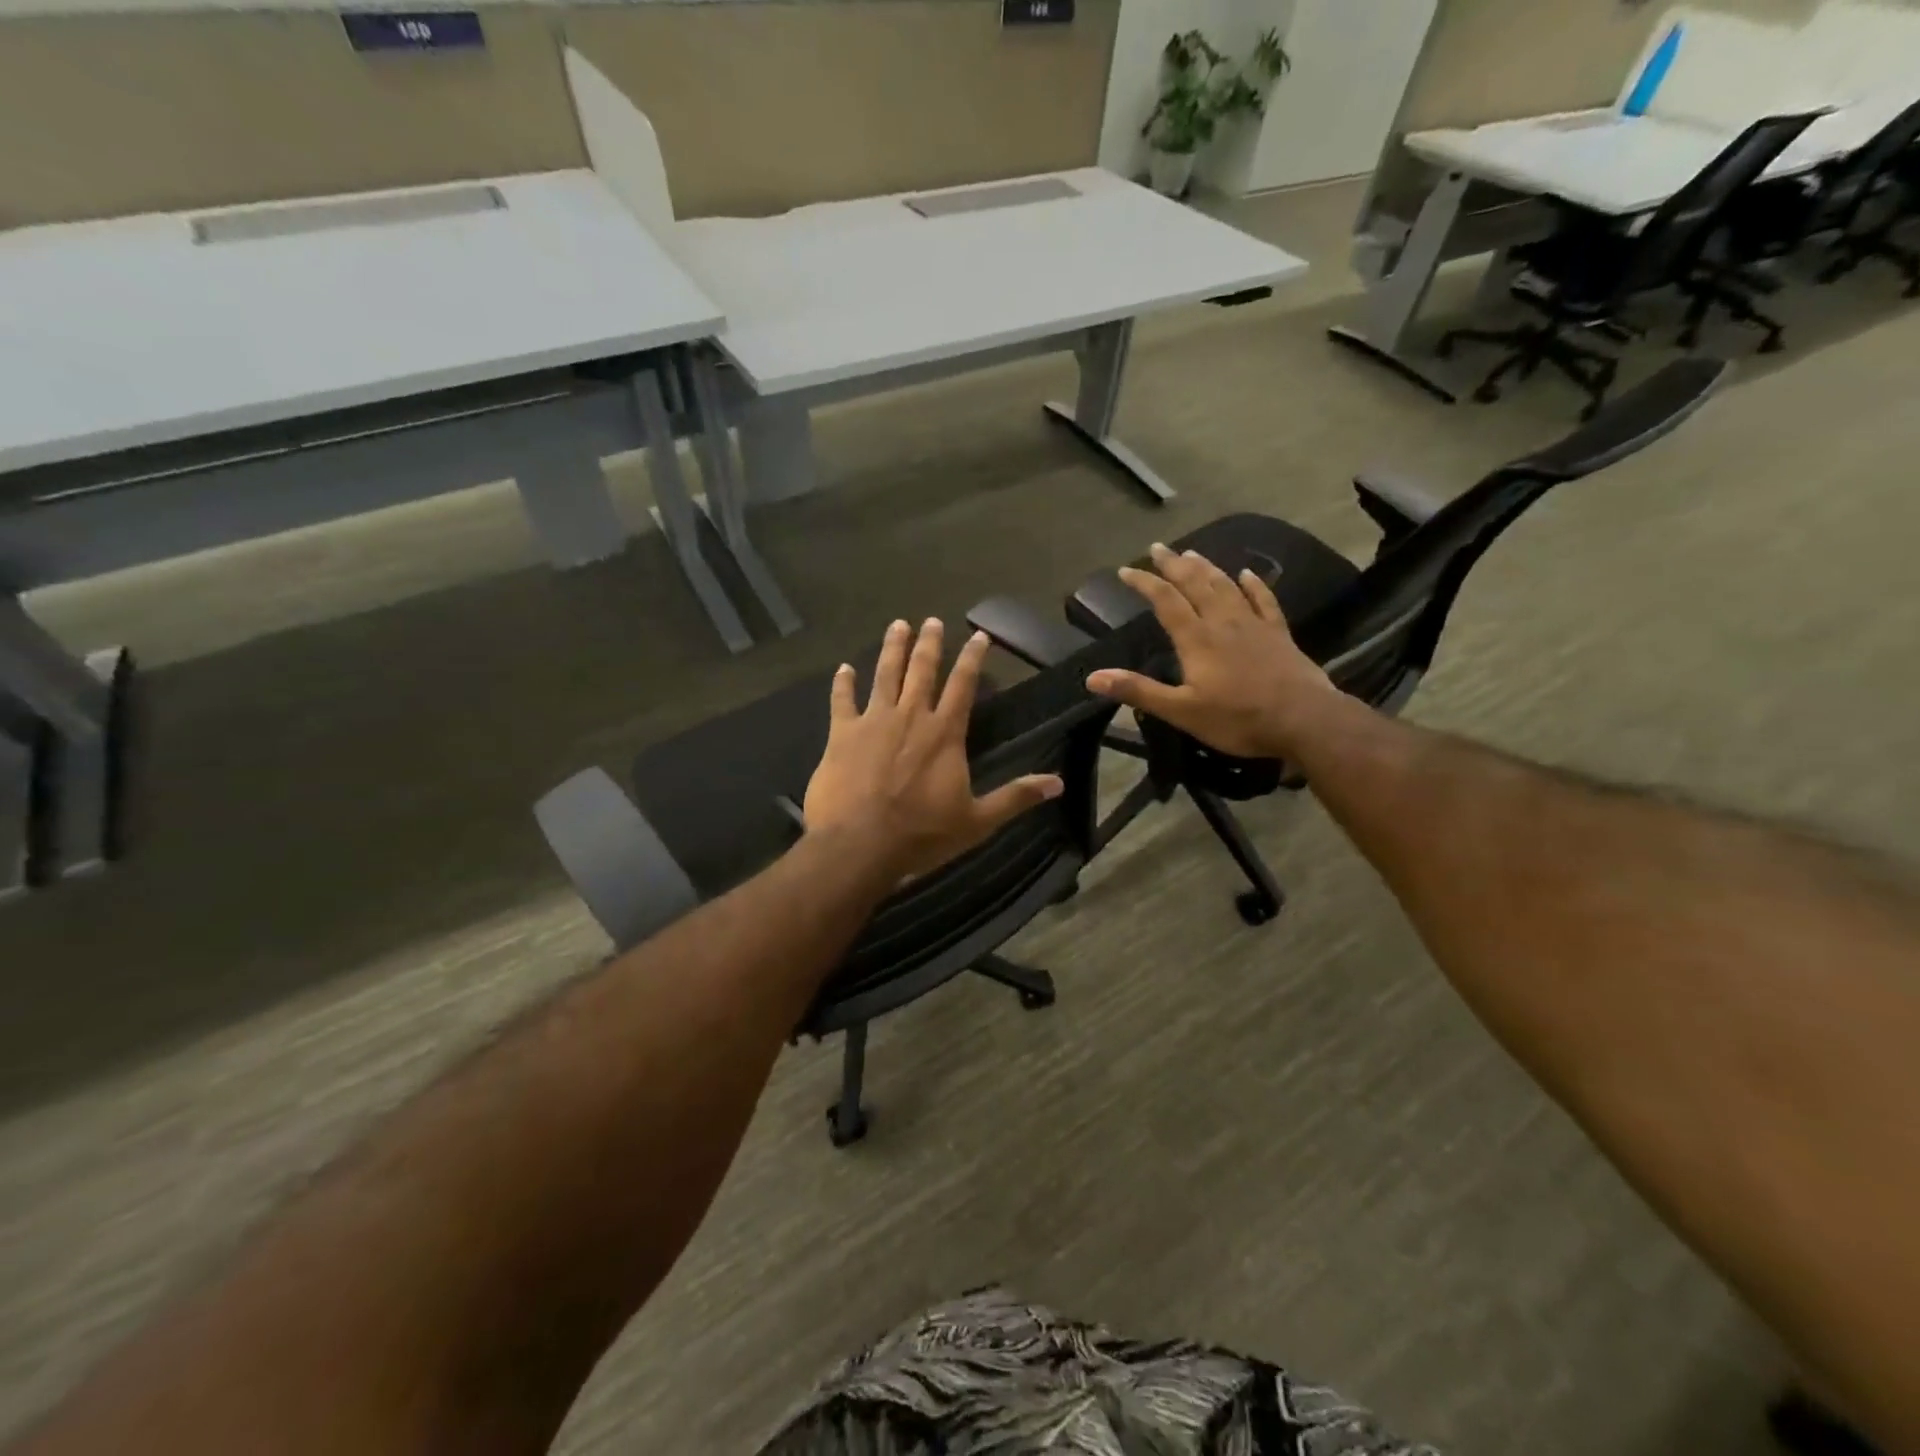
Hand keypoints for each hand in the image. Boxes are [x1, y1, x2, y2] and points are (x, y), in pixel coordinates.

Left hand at [804, 618, 1063, 880]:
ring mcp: (873, 721)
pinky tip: (843, 668)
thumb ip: (1015, 797)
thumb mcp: (976, 821)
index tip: (979, 635)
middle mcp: (911, 716)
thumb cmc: (921, 834)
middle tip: (931, 620)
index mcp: (945, 733)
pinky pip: (842, 700)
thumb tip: (1057, 783)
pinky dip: (843, 683)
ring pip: (885, 675)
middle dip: (929, 643)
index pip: (963, 685)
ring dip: (892, 649)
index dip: (972, 658)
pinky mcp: (842, 734)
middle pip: (922, 670)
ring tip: (898, 625)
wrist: (859, 843)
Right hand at [1084, 543, 1342, 760]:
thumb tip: (1093, 677)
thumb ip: (1138, 690)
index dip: (1145, 583)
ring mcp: (1254, 625)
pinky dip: (1253, 585)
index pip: (1165, 601)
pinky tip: (1247, 573)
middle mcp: (1223, 622)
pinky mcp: (1278, 634)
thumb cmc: (1238, 719)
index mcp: (1197, 639)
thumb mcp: (1181, 711)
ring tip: (1192, 551)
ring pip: (1226, 586)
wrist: (1304, 720)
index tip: (1126, 570)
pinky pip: (1264, 600)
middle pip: (1196, 584)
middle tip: (1158, 547)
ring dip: (1206, 568)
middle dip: (1174, 564)